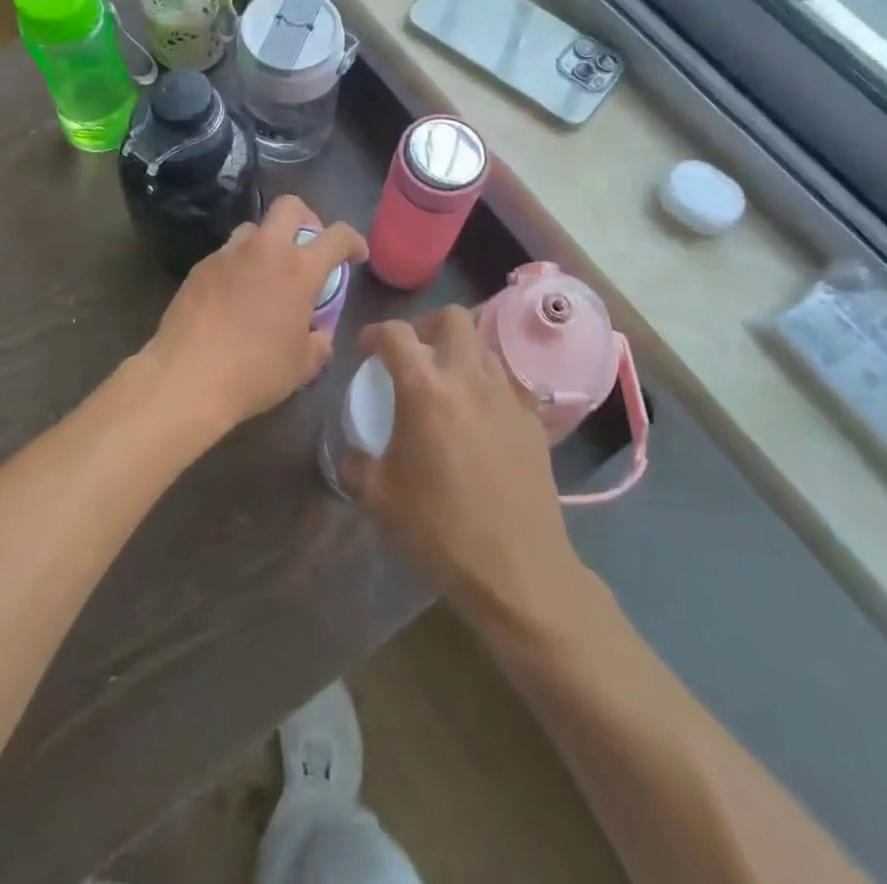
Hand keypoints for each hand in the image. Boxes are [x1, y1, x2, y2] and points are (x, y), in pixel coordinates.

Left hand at [143, 195, 366, 432]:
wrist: (186, 377)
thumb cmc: (254, 372)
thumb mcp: (302, 366)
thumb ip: (319, 343)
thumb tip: (319, 334)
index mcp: (298, 269)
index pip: (337, 236)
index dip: (353, 241)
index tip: (356, 255)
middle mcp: (264, 250)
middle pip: (290, 207)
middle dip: (307, 219)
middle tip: (309, 247)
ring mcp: (227, 254)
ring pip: (254, 229)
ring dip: (268, 242)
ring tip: (267, 274)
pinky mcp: (199, 267)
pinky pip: (227, 255)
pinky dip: (240, 266)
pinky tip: (235, 297)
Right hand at [341, 308, 580, 629]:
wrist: (517, 569)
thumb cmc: (439, 529)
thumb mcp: (379, 498)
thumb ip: (357, 464)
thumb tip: (352, 453)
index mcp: (425, 389)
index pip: (395, 334)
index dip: (374, 333)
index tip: (366, 349)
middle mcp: (468, 378)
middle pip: (452, 318)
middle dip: (427, 325)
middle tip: (414, 354)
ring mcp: (507, 396)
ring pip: (483, 346)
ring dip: (460, 352)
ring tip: (448, 383)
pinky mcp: (533, 420)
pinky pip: (508, 381)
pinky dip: (488, 384)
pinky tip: (480, 416)